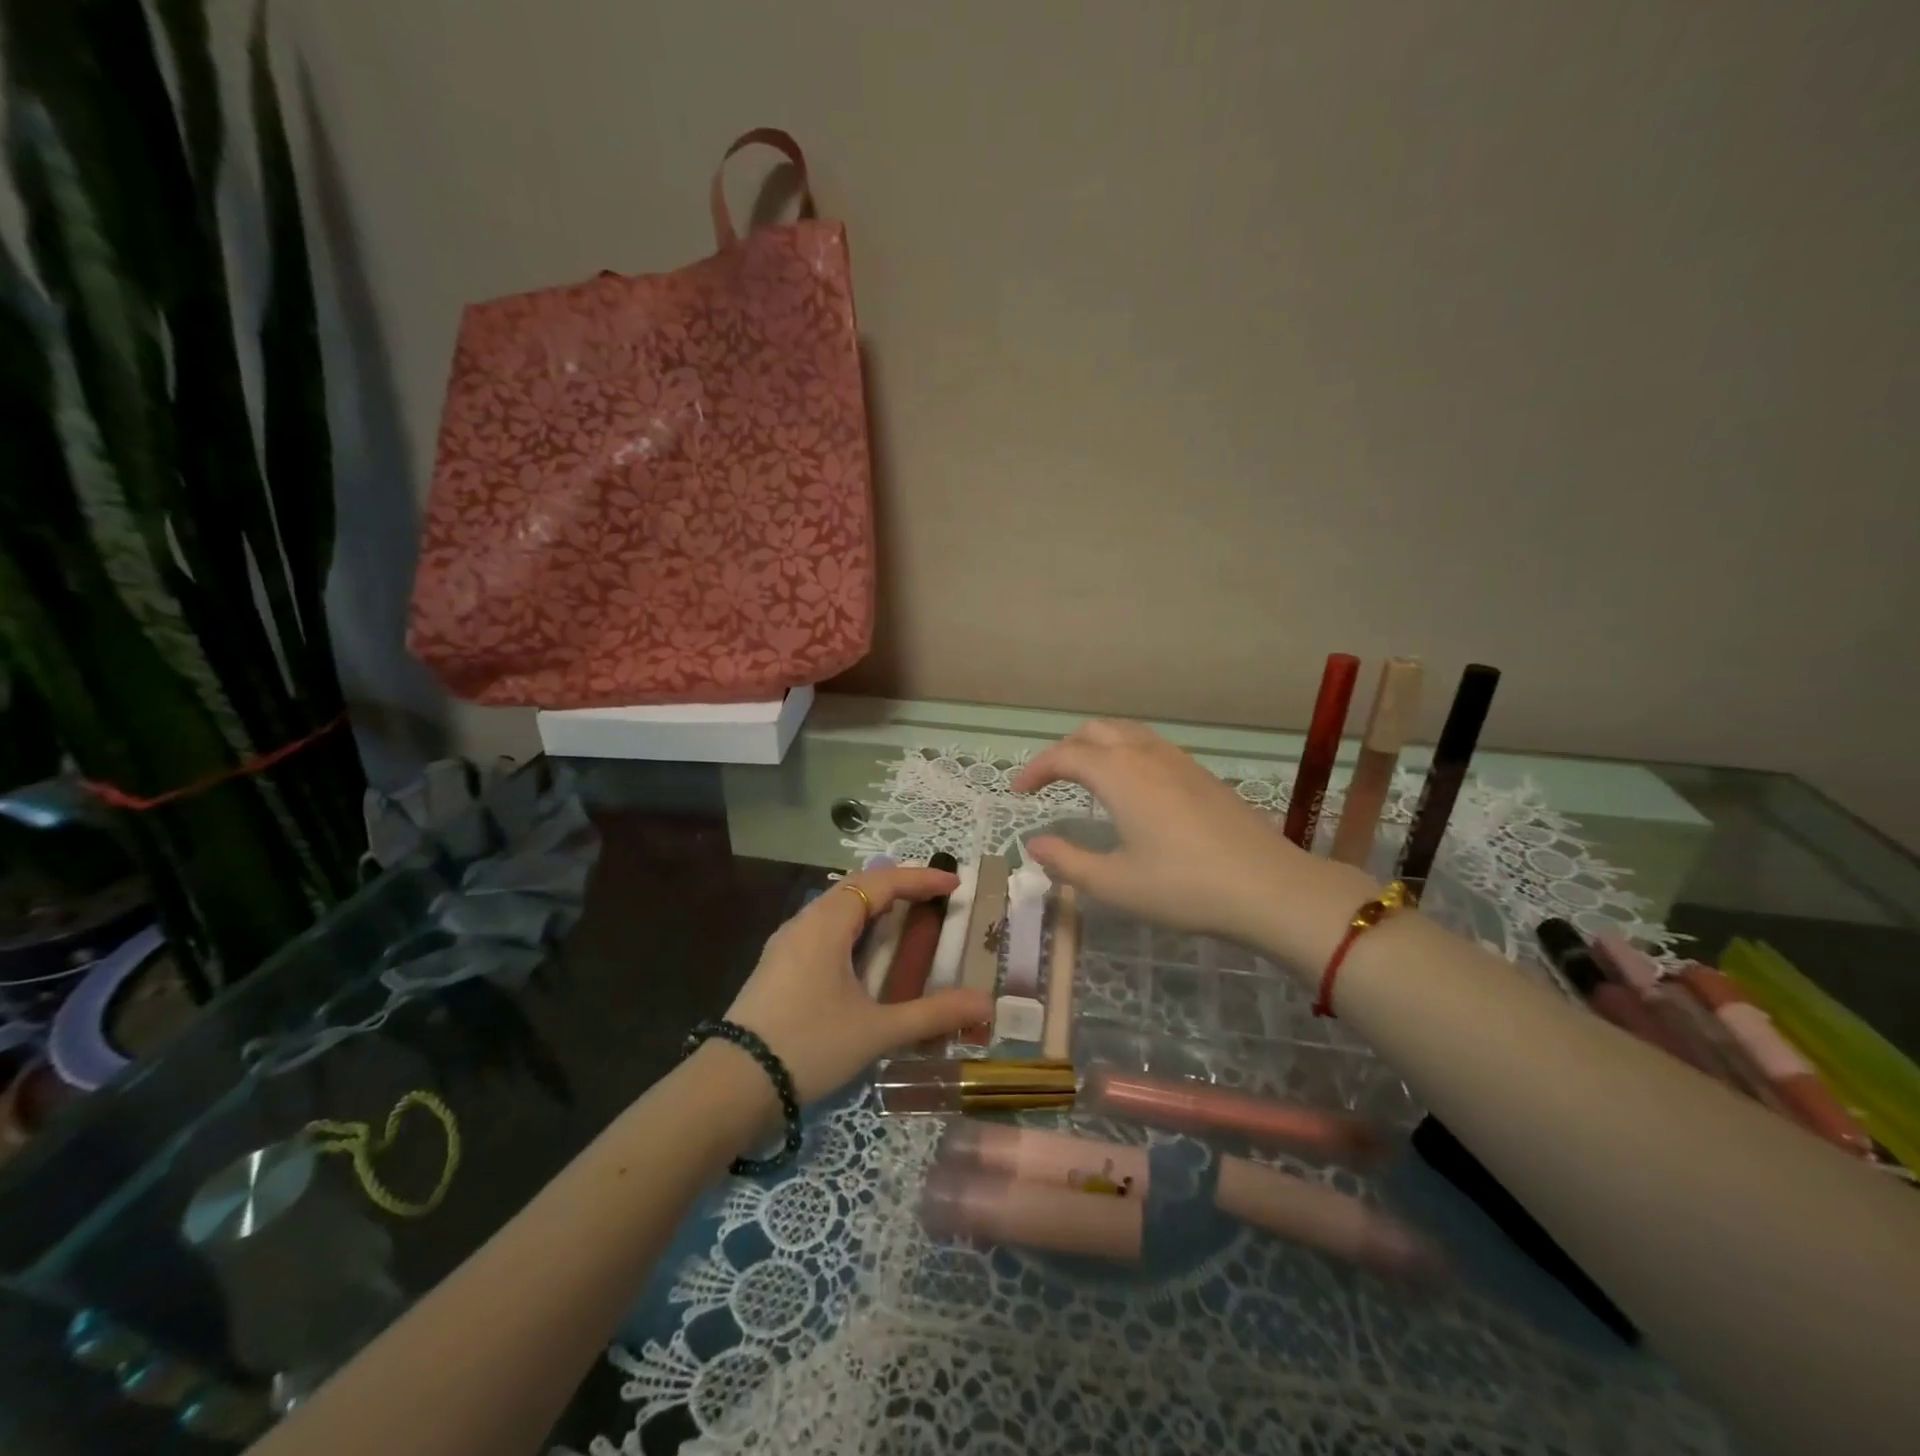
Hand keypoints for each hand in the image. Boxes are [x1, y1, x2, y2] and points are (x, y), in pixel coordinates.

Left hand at [724, 866, 991, 1103]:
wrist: (731, 1086)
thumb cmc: (809, 1046)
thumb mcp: (876, 1031)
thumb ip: (933, 1015)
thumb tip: (985, 1004)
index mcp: (828, 924)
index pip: (882, 883)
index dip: (920, 879)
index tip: (954, 885)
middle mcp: (804, 921)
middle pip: (857, 887)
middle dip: (897, 886)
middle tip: (933, 898)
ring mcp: (786, 943)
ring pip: (836, 907)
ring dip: (872, 905)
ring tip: (903, 918)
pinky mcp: (777, 965)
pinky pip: (822, 927)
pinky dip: (853, 926)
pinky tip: (862, 953)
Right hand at [1012, 721, 1375, 957]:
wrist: (1269, 887)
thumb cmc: (1183, 886)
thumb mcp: (1114, 884)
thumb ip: (1067, 861)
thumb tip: (1034, 845)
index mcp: (1119, 774)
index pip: (1064, 755)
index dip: (1036, 769)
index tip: (1018, 793)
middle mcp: (1146, 755)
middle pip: (1095, 731)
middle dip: (1064, 750)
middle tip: (1049, 782)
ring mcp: (1179, 761)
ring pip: (1126, 733)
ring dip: (1097, 747)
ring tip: (1086, 780)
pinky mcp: (1202, 774)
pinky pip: (1151, 746)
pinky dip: (1125, 754)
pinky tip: (1133, 790)